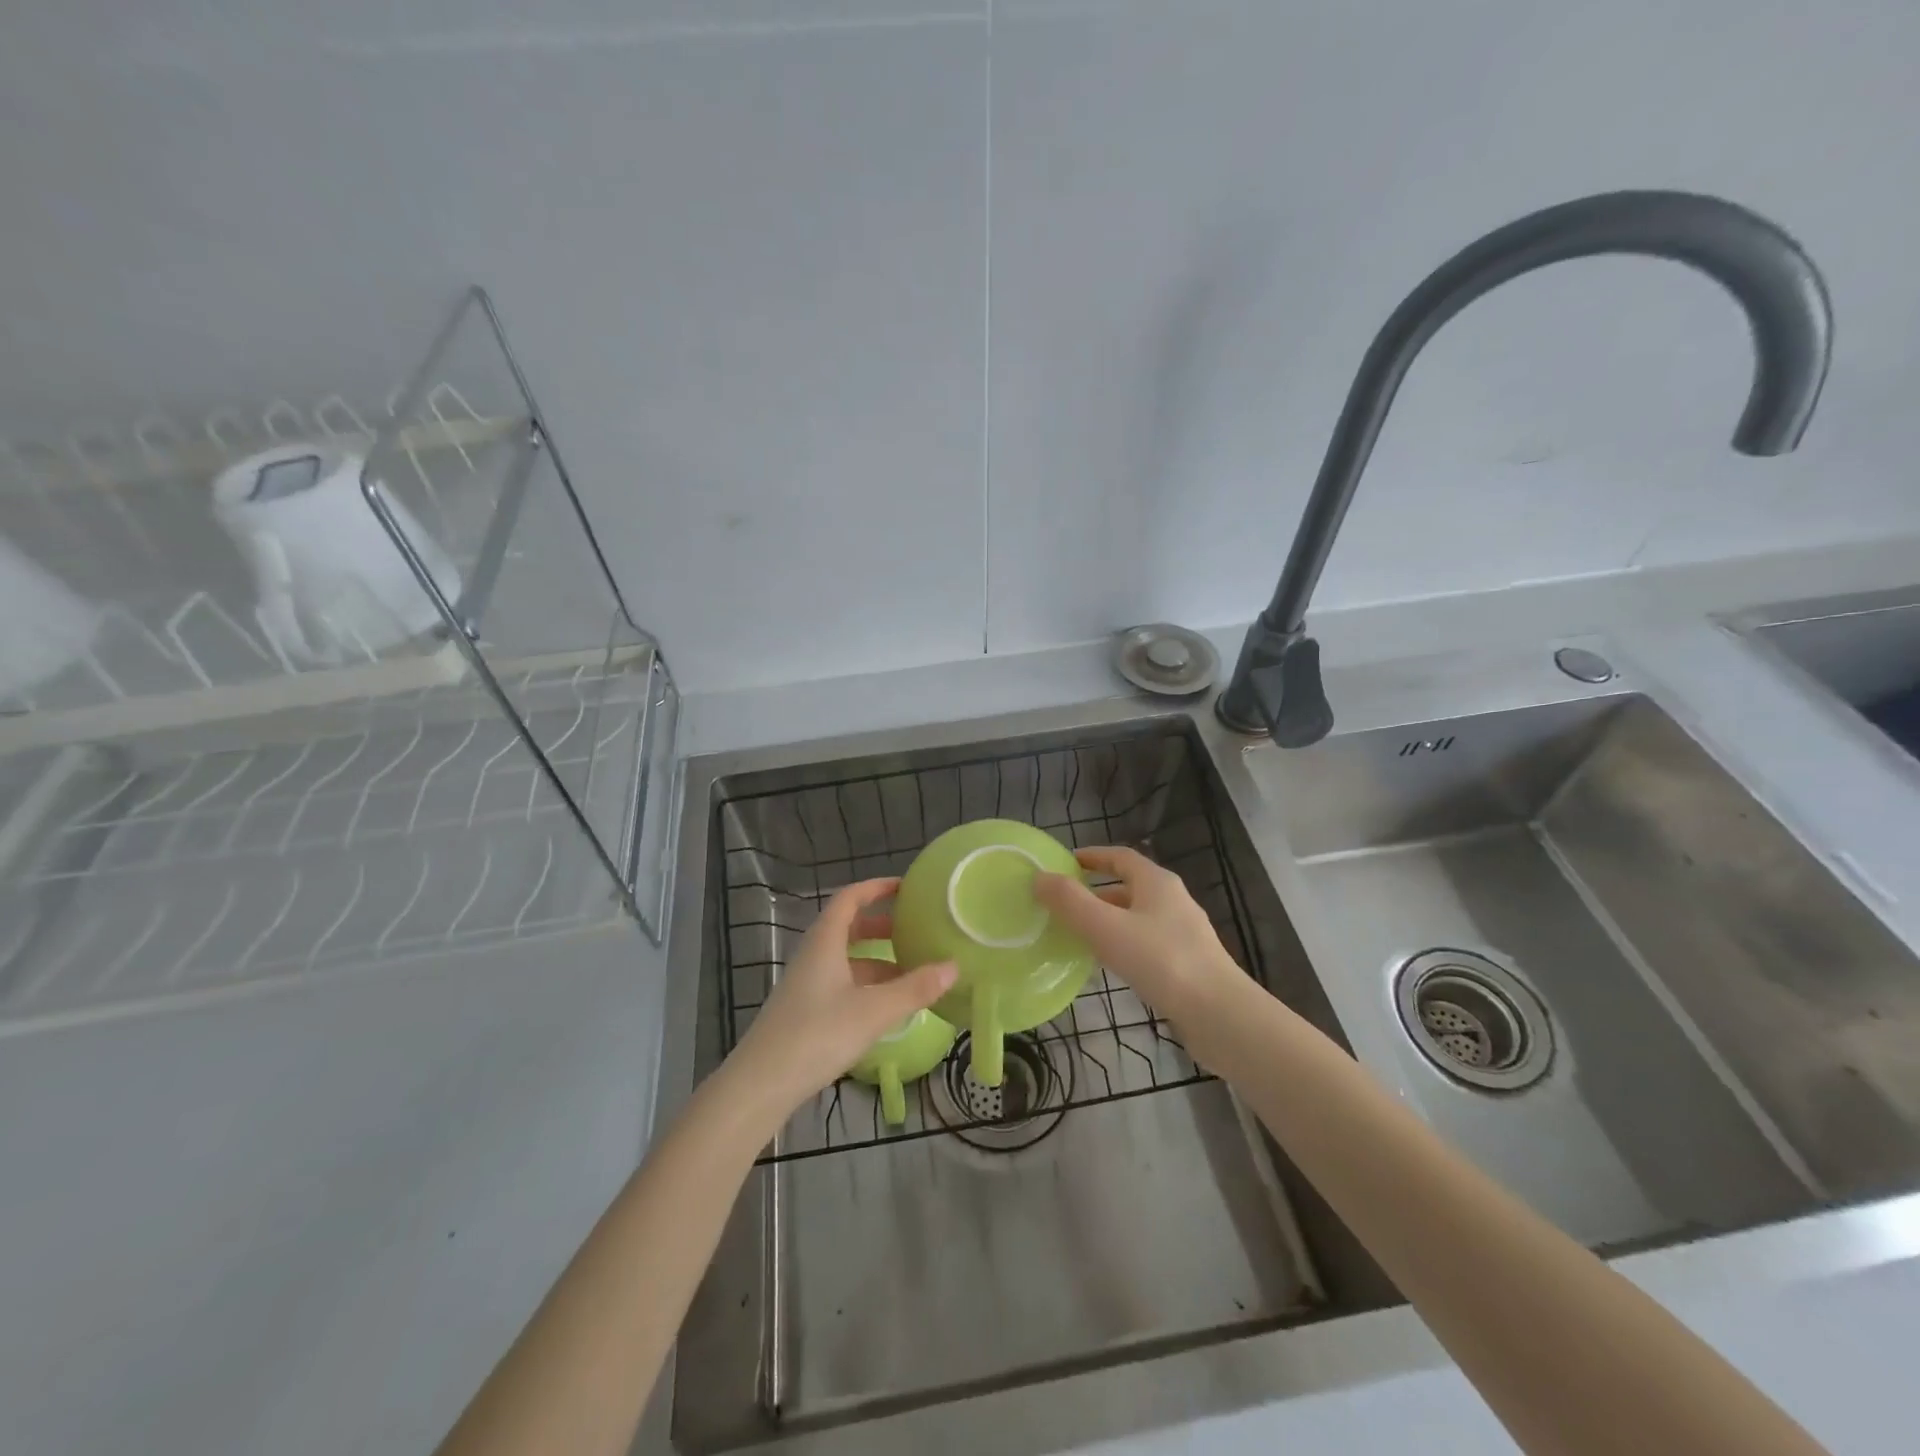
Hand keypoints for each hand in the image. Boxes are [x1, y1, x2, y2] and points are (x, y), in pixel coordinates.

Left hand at [731, 878, 956, 1115]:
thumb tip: (953, 966)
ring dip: (878, 960)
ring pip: (847, 959)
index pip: (850, 898)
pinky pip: (842, 984)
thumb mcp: (873, 1011)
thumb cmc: (817, 1035)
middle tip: (915, 930)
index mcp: (825, 942)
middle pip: (849, 928)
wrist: (760, 1085)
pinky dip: (868, 985)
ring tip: (913, 971)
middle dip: (882, 925)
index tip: (906, 887)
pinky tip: (888, 1006)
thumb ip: (914, 989)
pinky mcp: (806, 1012)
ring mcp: (807, 985)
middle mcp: (814, 956)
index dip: (876, 887)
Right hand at [1035, 846, 1246, 1030]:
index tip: (1066, 863)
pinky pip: (1146, 943)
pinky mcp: (1187, 963)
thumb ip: (1070, 902)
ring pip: (1137, 917)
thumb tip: (1039, 877)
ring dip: (1108, 920)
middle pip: (1129, 886)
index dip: (1093, 856)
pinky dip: (1123, 944)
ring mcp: (1183, 933)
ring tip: (1078, 935)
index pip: (1121, 857)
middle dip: (1096, 892)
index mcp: (1157, 882)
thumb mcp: (1106, 927)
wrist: (1219, 1014)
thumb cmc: (1160, 960)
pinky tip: (1108, 966)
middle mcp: (1173, 900)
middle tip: (1064, 904)